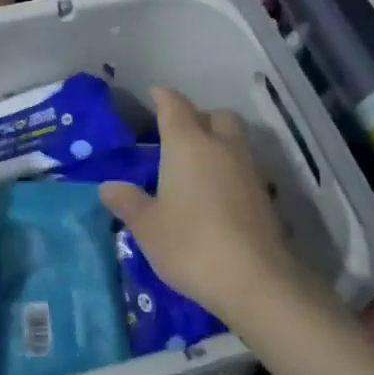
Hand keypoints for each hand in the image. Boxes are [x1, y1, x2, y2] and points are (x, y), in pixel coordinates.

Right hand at [100, 87, 303, 328]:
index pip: (174, 106)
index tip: (155, 94)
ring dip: (218, 144)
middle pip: (215, 116)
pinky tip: (217, 195)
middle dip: (199, 118)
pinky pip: (245, 168)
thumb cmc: (190, 244)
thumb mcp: (148, 226)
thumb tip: (108, 187)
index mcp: (188, 144)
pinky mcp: (265, 195)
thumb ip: (128, 202)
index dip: (163, 97)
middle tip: (179, 136)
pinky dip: (230, 171)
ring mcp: (249, 170)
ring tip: (197, 168)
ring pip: (235, 140)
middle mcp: (221, 147)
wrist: (255, 280)